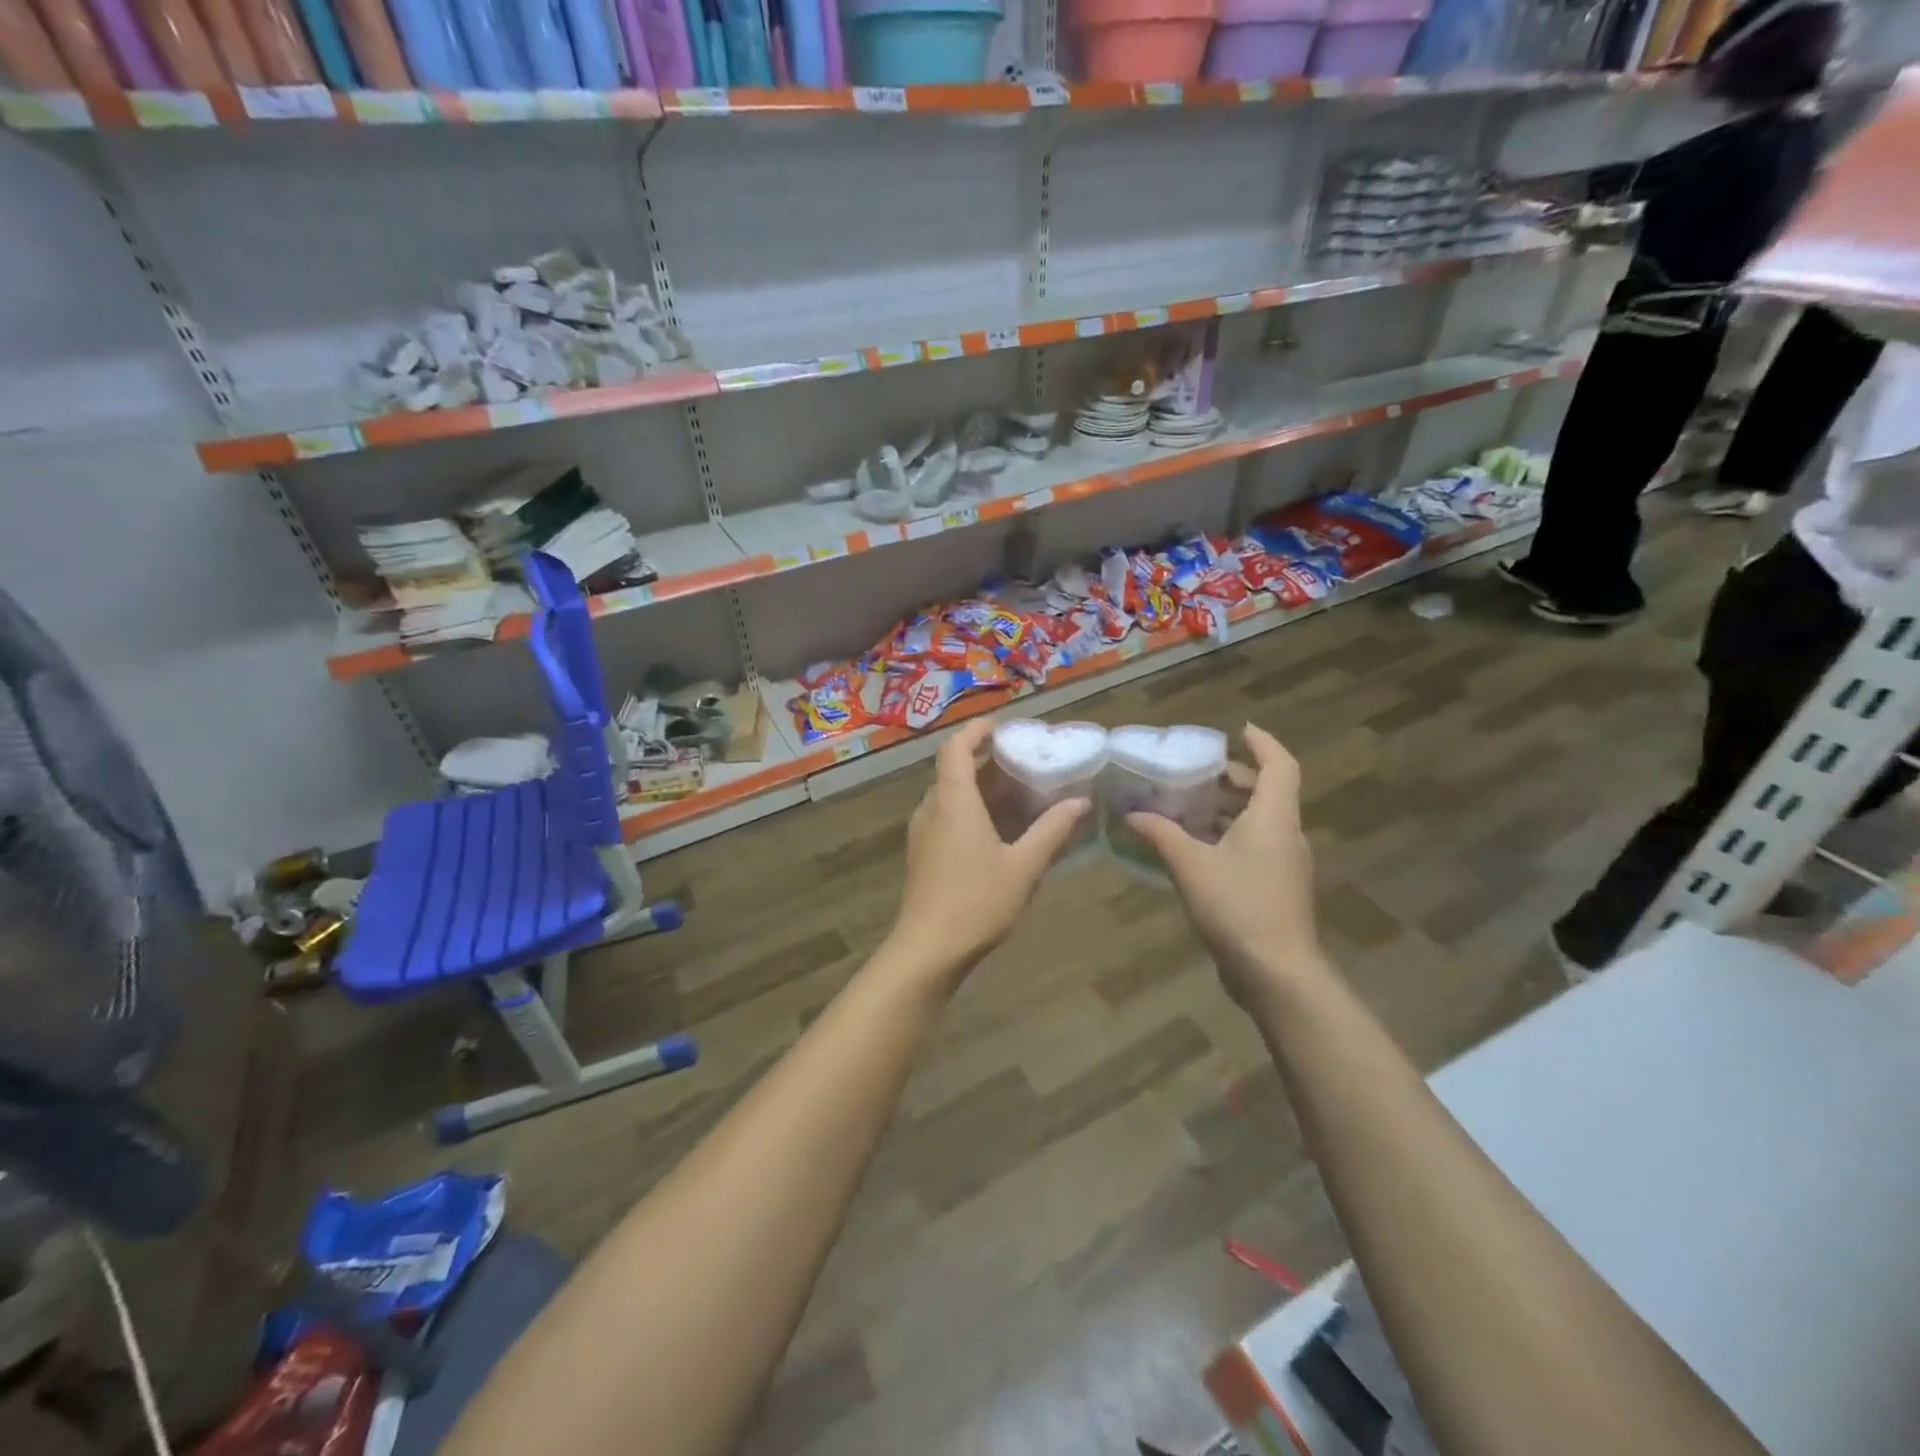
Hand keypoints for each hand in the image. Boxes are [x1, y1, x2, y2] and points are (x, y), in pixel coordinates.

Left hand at [890, 717, 1089, 986]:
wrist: (928, 950)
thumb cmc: (976, 901)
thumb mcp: (1024, 866)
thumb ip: (1052, 830)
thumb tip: (1080, 802)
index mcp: (953, 800)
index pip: (955, 748)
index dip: (976, 731)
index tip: (1003, 727)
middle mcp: (931, 809)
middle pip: (953, 770)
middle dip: (986, 760)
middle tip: (1023, 761)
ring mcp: (922, 833)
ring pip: (949, 795)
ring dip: (979, 788)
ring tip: (1017, 793)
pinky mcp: (922, 855)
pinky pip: (946, 817)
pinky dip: (970, 810)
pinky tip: (998, 830)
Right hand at [1125, 724, 1322, 1003]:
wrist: (1276, 972)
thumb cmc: (1237, 906)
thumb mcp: (1190, 865)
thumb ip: (1161, 834)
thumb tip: (1131, 814)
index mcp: (1273, 817)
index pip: (1279, 765)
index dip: (1263, 743)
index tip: (1238, 730)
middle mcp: (1286, 834)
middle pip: (1269, 792)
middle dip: (1235, 778)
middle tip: (1198, 772)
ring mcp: (1286, 864)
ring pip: (1262, 821)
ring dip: (1230, 809)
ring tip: (1189, 806)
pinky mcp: (1278, 888)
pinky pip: (1256, 846)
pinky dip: (1230, 836)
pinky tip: (1197, 848)